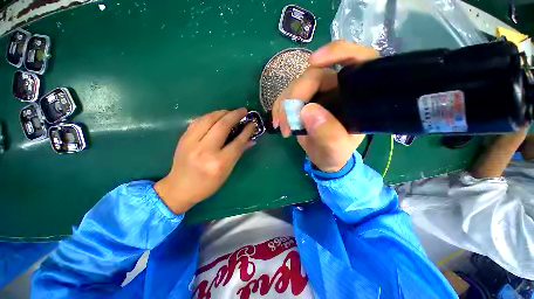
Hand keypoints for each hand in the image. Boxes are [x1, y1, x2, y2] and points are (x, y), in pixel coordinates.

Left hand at [154, 108, 255, 213]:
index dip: (247, 130)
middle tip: (243, 111)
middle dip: (235, 115)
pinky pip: (198, 121)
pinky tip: (216, 116)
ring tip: (230, 112)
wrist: (179, 188)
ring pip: (209, 119)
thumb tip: (251, 140)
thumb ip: (239, 153)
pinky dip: (210, 116)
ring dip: (222, 112)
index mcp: (219, 162)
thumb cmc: (208, 184)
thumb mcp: (227, 171)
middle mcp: (205, 150)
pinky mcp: (183, 138)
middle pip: (222, 125)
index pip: (237, 142)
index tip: (252, 123)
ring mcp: (192, 143)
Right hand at [271, 41, 378, 171]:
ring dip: (283, 105)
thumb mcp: (336, 149)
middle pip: (313, 76)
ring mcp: (317, 93)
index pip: (355, 60)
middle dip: (294, 97)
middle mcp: (336, 88)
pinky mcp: (302, 99)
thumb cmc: (335, 153)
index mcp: (355, 95)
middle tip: (286, 122)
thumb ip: (328, 134)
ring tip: (282, 127)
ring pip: (295, 85)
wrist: (323, 157)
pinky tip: (278, 121)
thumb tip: (307, 111)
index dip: (336, 53)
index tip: (313, 62)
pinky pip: (286, 95)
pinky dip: (279, 107)